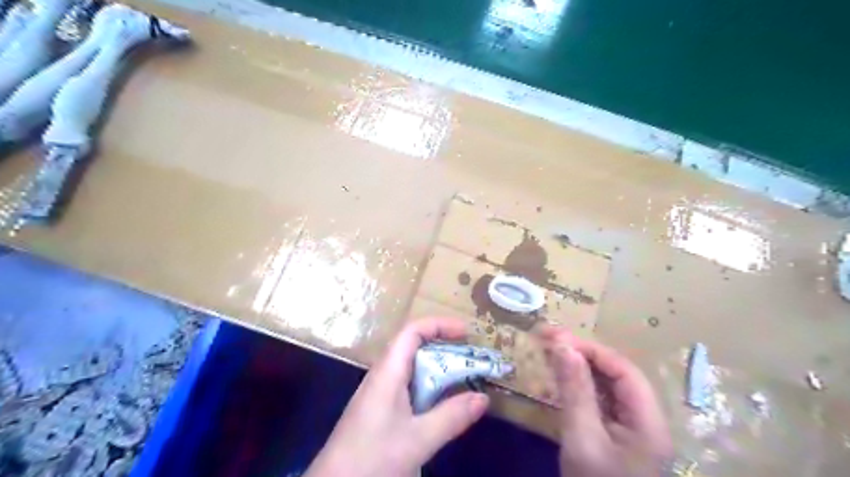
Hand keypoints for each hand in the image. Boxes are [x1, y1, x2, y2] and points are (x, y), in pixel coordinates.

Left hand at [305, 317, 491, 476]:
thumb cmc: (372, 458)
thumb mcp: (418, 440)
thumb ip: (451, 417)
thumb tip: (483, 397)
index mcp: (388, 372)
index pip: (412, 331)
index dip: (439, 325)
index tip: (466, 332)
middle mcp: (382, 376)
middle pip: (414, 347)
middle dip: (444, 347)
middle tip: (472, 358)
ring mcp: (379, 393)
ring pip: (412, 369)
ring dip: (438, 369)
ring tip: (464, 377)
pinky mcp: (379, 410)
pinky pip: (408, 387)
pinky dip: (429, 387)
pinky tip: (442, 404)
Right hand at [538, 329, 670, 476]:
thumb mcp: (582, 440)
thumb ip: (575, 391)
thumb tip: (563, 345)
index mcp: (648, 421)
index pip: (623, 370)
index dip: (590, 349)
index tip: (556, 338)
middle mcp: (645, 419)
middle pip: (616, 375)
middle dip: (582, 354)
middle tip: (547, 339)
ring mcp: (631, 428)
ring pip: (607, 385)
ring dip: (579, 367)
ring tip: (549, 353)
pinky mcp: (616, 435)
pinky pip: (599, 400)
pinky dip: (579, 386)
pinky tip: (560, 379)